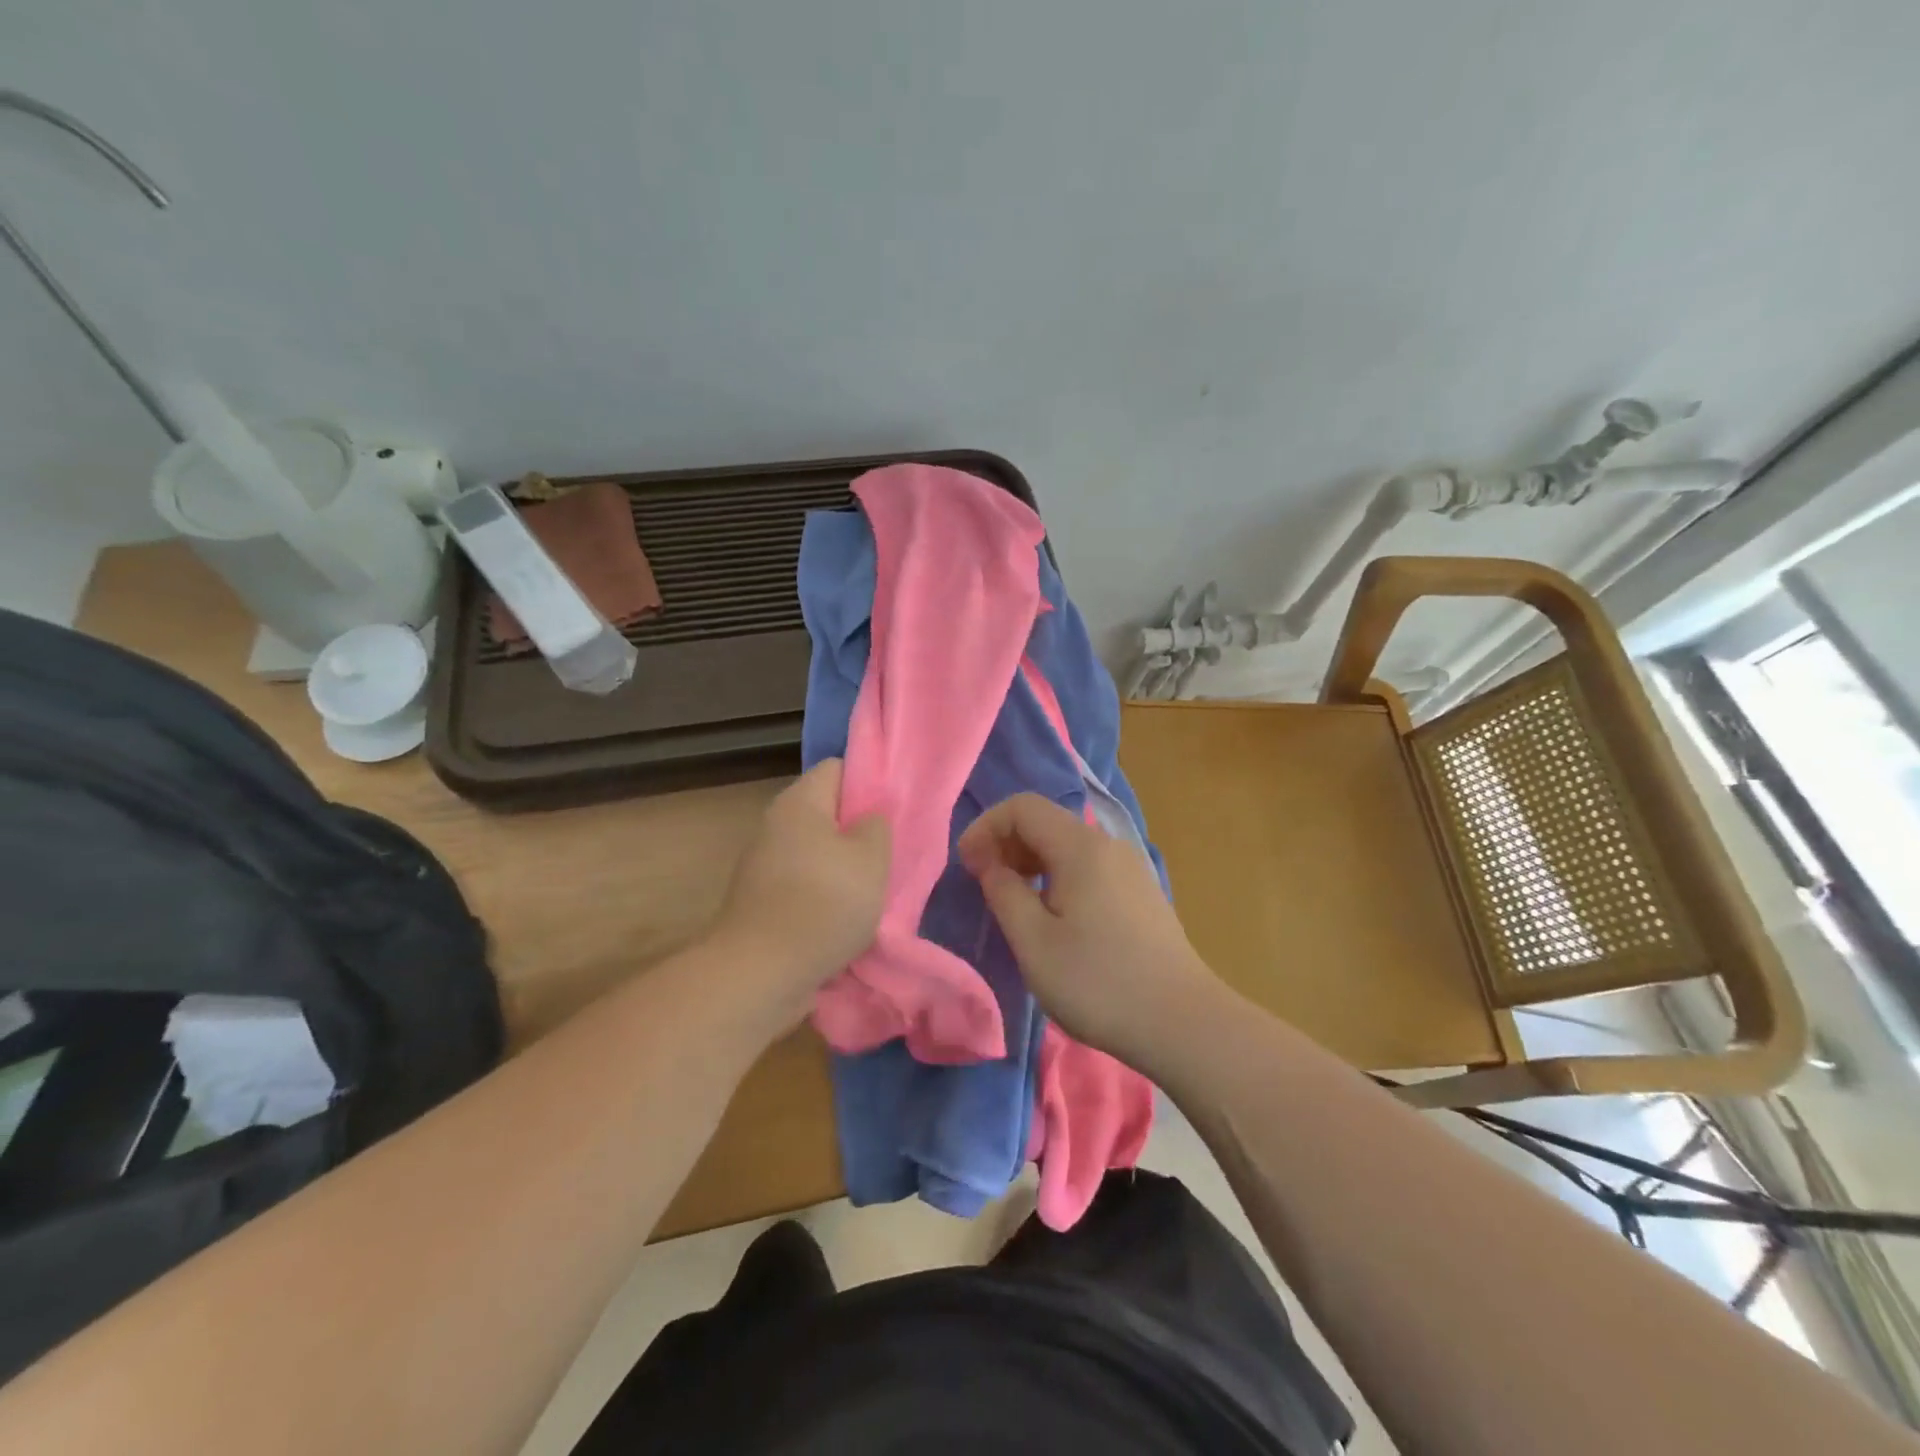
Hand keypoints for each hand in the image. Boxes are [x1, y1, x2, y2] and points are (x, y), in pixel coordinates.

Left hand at [713, 759, 890, 1027]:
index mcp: (800, 802)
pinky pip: (803, 885)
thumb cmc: (824, 902)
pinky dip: (823, 897)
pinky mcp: (760, 901)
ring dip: (843, 868)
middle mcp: (775, 824)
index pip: (838, 768)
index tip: (893, 810)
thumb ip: (877, 825)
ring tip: (873, 891)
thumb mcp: (872, 857)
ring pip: (816, 852)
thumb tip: (869, 817)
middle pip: (826, 812)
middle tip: (889, 853)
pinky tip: (845, 919)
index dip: (869, 782)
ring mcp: (763, 864)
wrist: (761, 972)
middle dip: (858, 830)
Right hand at [957, 793, 1216, 1069]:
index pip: (1023, 807)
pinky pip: (1088, 866)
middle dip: (1006, 842)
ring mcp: (1130, 868)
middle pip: (1047, 821)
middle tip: (983, 883)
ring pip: (1068, 845)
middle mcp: (1108, 845)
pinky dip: (1057, 875)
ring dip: (1031, 861)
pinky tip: (1053, 915)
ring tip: (1012, 901)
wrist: (1183, 1023)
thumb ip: (1004, 892)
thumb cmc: (1098, 982)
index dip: (986, 827)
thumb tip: (990, 862)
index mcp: (1081, 847)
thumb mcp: (1034, 942)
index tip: (966, 865)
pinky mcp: (1140, 892)